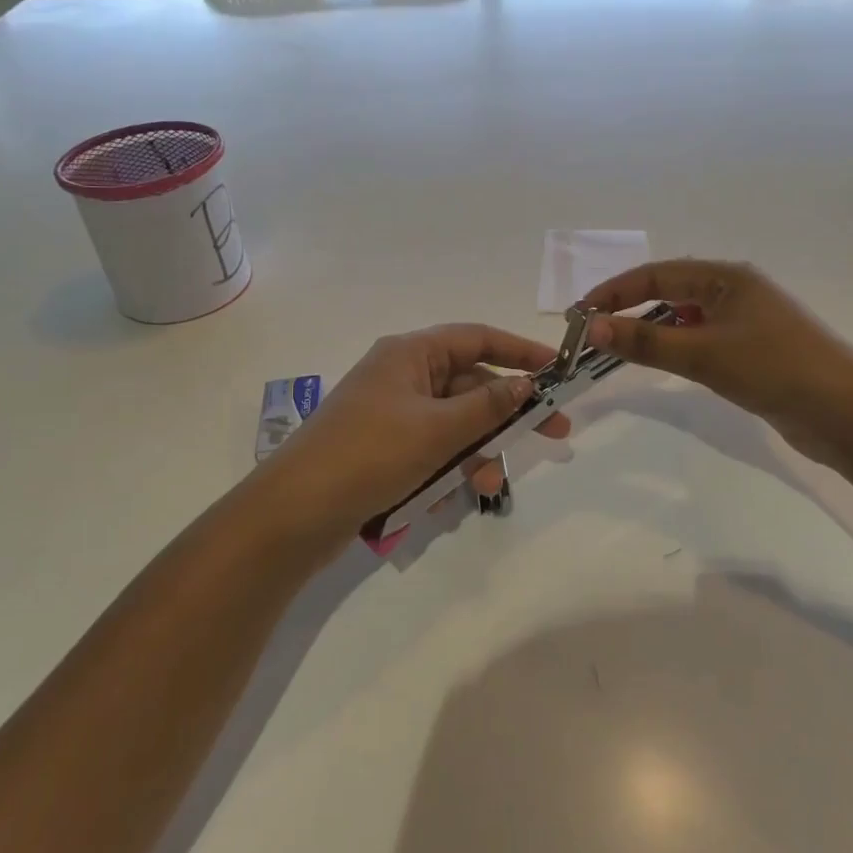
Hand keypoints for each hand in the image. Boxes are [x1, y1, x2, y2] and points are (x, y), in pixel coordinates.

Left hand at [256, 324, 568, 550]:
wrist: (294, 513)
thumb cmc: (369, 454)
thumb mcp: (436, 429)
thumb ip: (487, 406)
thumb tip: (525, 385)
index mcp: (410, 355)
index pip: (476, 338)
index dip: (519, 351)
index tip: (557, 369)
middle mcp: (403, 377)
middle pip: (470, 385)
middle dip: (507, 413)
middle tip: (554, 433)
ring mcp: (393, 415)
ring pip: (454, 424)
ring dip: (476, 452)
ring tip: (488, 486)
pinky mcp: (385, 450)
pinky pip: (432, 450)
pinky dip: (446, 470)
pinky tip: (445, 500)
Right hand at [581, 260, 852, 466]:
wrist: (846, 413)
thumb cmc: (774, 369)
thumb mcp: (704, 353)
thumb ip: (646, 341)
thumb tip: (592, 327)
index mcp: (727, 277)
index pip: (656, 274)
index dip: (615, 291)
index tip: (579, 313)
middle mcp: (736, 292)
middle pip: (670, 292)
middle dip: (630, 309)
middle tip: (593, 335)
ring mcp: (747, 323)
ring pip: (686, 319)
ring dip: (653, 331)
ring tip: (619, 350)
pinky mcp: (753, 352)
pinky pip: (702, 341)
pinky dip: (677, 349)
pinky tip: (665, 365)